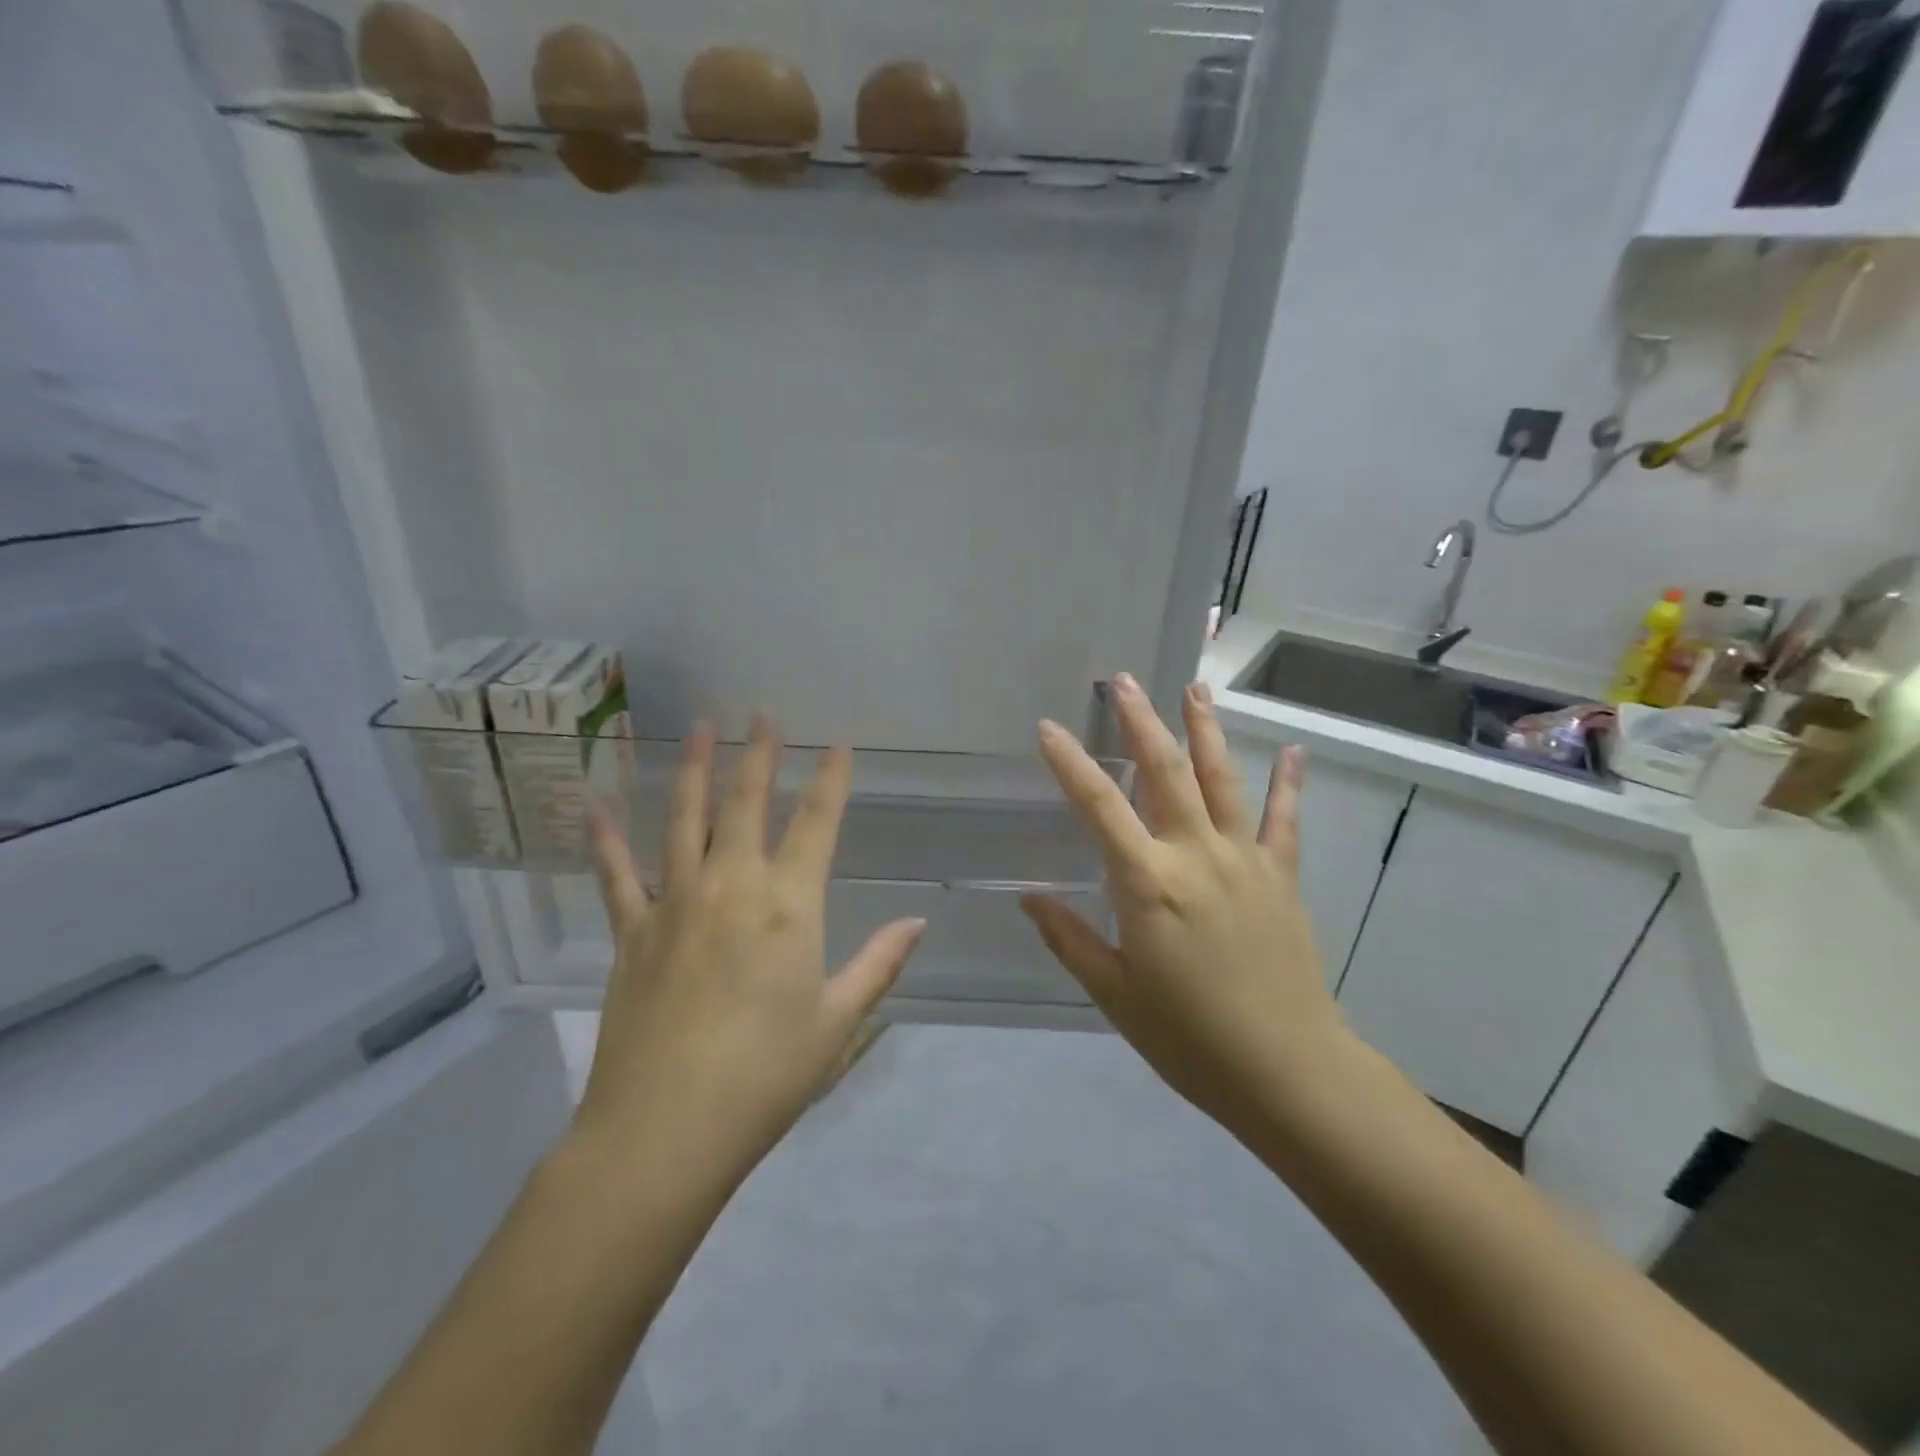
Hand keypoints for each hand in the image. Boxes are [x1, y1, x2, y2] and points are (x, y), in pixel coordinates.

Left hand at [574, 719, 926, 1185]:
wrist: (664, 1134)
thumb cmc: (765, 1078)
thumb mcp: (838, 1023)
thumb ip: (879, 964)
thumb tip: (917, 922)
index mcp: (788, 906)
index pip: (817, 823)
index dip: (831, 779)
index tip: (838, 744)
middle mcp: (731, 887)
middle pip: (747, 804)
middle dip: (759, 755)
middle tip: (762, 713)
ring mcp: (674, 904)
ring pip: (684, 820)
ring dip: (695, 770)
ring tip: (700, 727)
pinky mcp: (631, 933)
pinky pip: (616, 874)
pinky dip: (606, 838)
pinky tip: (597, 803)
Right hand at [1022, 674, 1345, 1142]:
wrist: (1287, 1072)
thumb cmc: (1189, 1038)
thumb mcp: (1115, 994)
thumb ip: (1070, 939)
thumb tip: (1030, 897)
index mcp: (1148, 885)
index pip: (1099, 808)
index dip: (1070, 764)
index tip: (1048, 728)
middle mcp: (1196, 856)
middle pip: (1166, 773)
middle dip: (1141, 723)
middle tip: (1124, 681)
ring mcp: (1245, 861)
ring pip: (1222, 780)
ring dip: (1206, 731)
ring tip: (1196, 688)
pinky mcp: (1281, 877)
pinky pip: (1284, 821)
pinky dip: (1287, 784)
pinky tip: (1292, 751)